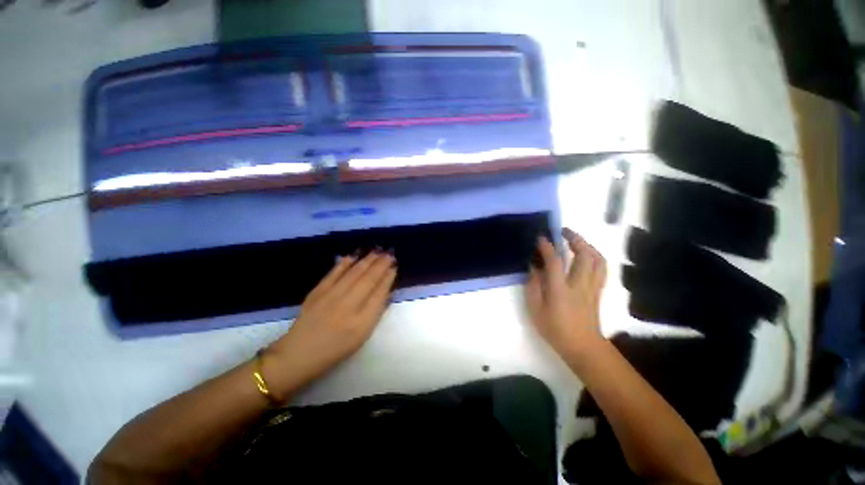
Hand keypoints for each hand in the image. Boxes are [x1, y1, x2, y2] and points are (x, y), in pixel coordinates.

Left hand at [265, 250, 396, 399]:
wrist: (298, 354)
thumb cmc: (335, 349)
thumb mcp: (362, 337)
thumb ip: (375, 313)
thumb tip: (386, 291)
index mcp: (362, 322)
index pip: (379, 293)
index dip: (388, 278)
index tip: (394, 267)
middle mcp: (348, 306)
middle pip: (369, 279)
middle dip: (381, 264)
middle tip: (390, 253)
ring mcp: (331, 297)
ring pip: (354, 272)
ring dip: (368, 260)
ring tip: (378, 250)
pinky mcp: (317, 291)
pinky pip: (334, 272)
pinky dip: (345, 262)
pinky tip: (355, 255)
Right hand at [525, 228, 606, 361]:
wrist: (583, 347)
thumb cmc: (555, 329)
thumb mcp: (535, 309)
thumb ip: (533, 286)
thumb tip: (533, 267)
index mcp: (560, 290)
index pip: (555, 262)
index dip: (548, 247)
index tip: (541, 237)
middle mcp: (579, 285)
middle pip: (584, 255)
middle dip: (575, 239)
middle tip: (563, 232)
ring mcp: (592, 287)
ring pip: (597, 260)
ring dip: (587, 245)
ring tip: (576, 240)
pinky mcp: (598, 291)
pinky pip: (602, 268)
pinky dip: (595, 257)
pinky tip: (587, 255)